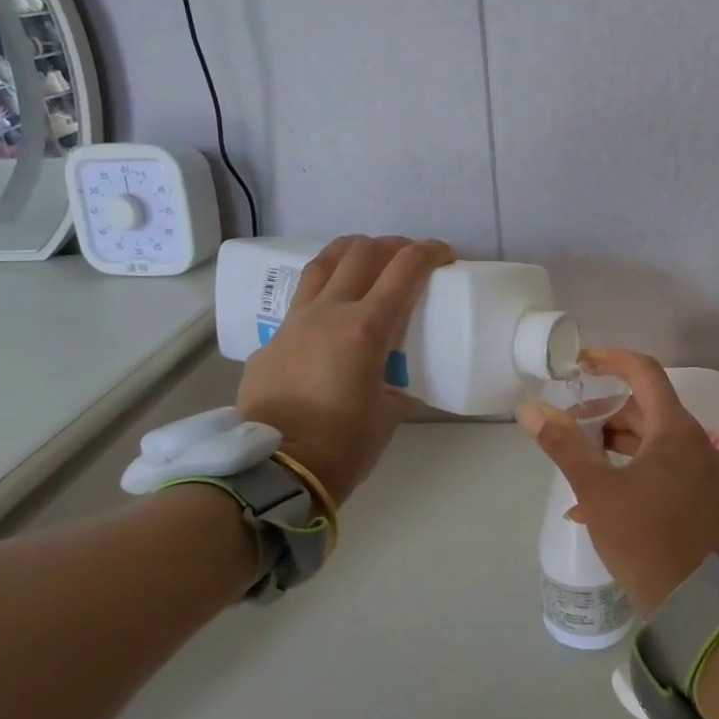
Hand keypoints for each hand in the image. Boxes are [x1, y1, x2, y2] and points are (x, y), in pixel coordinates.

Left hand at [236, 235, 454, 506]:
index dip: (430, 252)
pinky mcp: (272, 340)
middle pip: (362, 252)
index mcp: (366, 329)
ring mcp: (294, 322)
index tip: (446, 256)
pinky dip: (325, 292)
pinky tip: (332, 315)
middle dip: (393, 247)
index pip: (404, 269)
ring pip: (323, 263)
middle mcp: (329, 313)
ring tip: (368, 262)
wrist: (275, 471)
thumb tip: (405, 385)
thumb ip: (400, 388)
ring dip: (352, 253)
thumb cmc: (343, 446)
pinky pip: (301, 300)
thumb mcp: (388, 415)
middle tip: (409, 261)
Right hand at [517, 348, 718, 617]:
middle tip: (571, 425)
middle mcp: (696, 443)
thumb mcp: (596, 490)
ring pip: (655, 440)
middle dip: (606, 412)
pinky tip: (600, 500)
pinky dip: (633, 469)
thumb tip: (529, 408)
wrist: (695, 603)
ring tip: (581, 464)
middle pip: (648, 409)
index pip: (646, 373)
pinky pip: (664, 467)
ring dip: (617, 444)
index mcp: (676, 430)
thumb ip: (563, 445)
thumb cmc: (643, 538)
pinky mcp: (702, 497)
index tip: (581, 362)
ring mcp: (703, 472)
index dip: (612, 359)